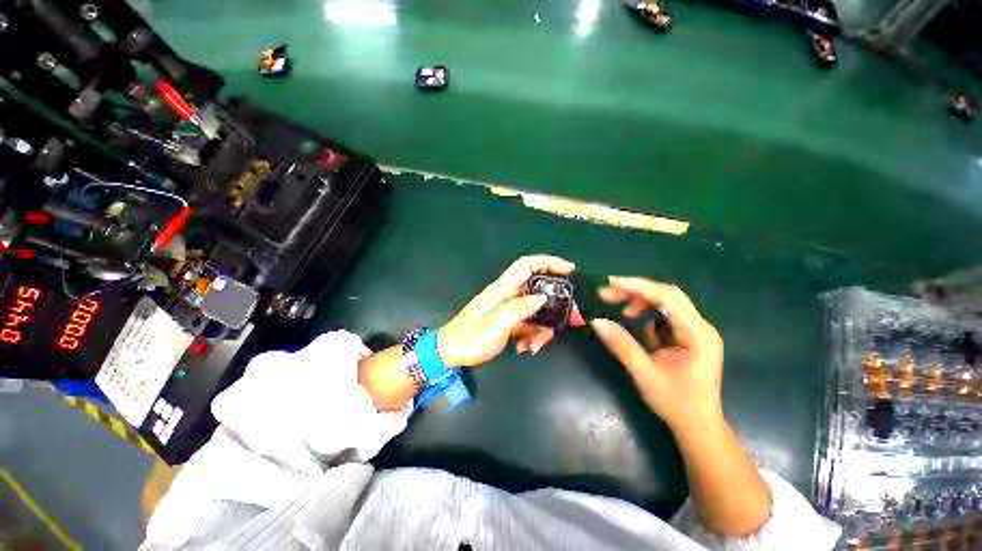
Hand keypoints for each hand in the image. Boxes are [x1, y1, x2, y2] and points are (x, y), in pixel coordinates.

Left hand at [437, 255, 575, 367]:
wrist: (449, 353)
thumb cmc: (468, 339)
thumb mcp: (494, 327)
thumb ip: (517, 311)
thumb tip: (541, 298)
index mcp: (501, 290)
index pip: (526, 266)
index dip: (548, 262)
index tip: (570, 270)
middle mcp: (507, 295)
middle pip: (538, 289)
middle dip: (556, 304)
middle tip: (571, 320)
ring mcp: (508, 308)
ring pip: (537, 310)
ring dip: (542, 328)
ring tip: (533, 346)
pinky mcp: (509, 320)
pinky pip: (529, 322)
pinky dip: (533, 335)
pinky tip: (525, 348)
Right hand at [590, 277, 723, 432]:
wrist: (698, 426)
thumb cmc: (675, 403)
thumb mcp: (644, 373)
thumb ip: (621, 344)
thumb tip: (596, 321)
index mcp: (697, 334)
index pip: (668, 298)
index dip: (638, 287)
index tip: (611, 283)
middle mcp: (700, 327)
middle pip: (668, 295)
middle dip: (636, 291)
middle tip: (607, 294)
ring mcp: (695, 330)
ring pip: (666, 302)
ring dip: (640, 301)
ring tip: (620, 310)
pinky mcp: (687, 335)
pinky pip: (665, 314)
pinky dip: (646, 312)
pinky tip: (633, 320)